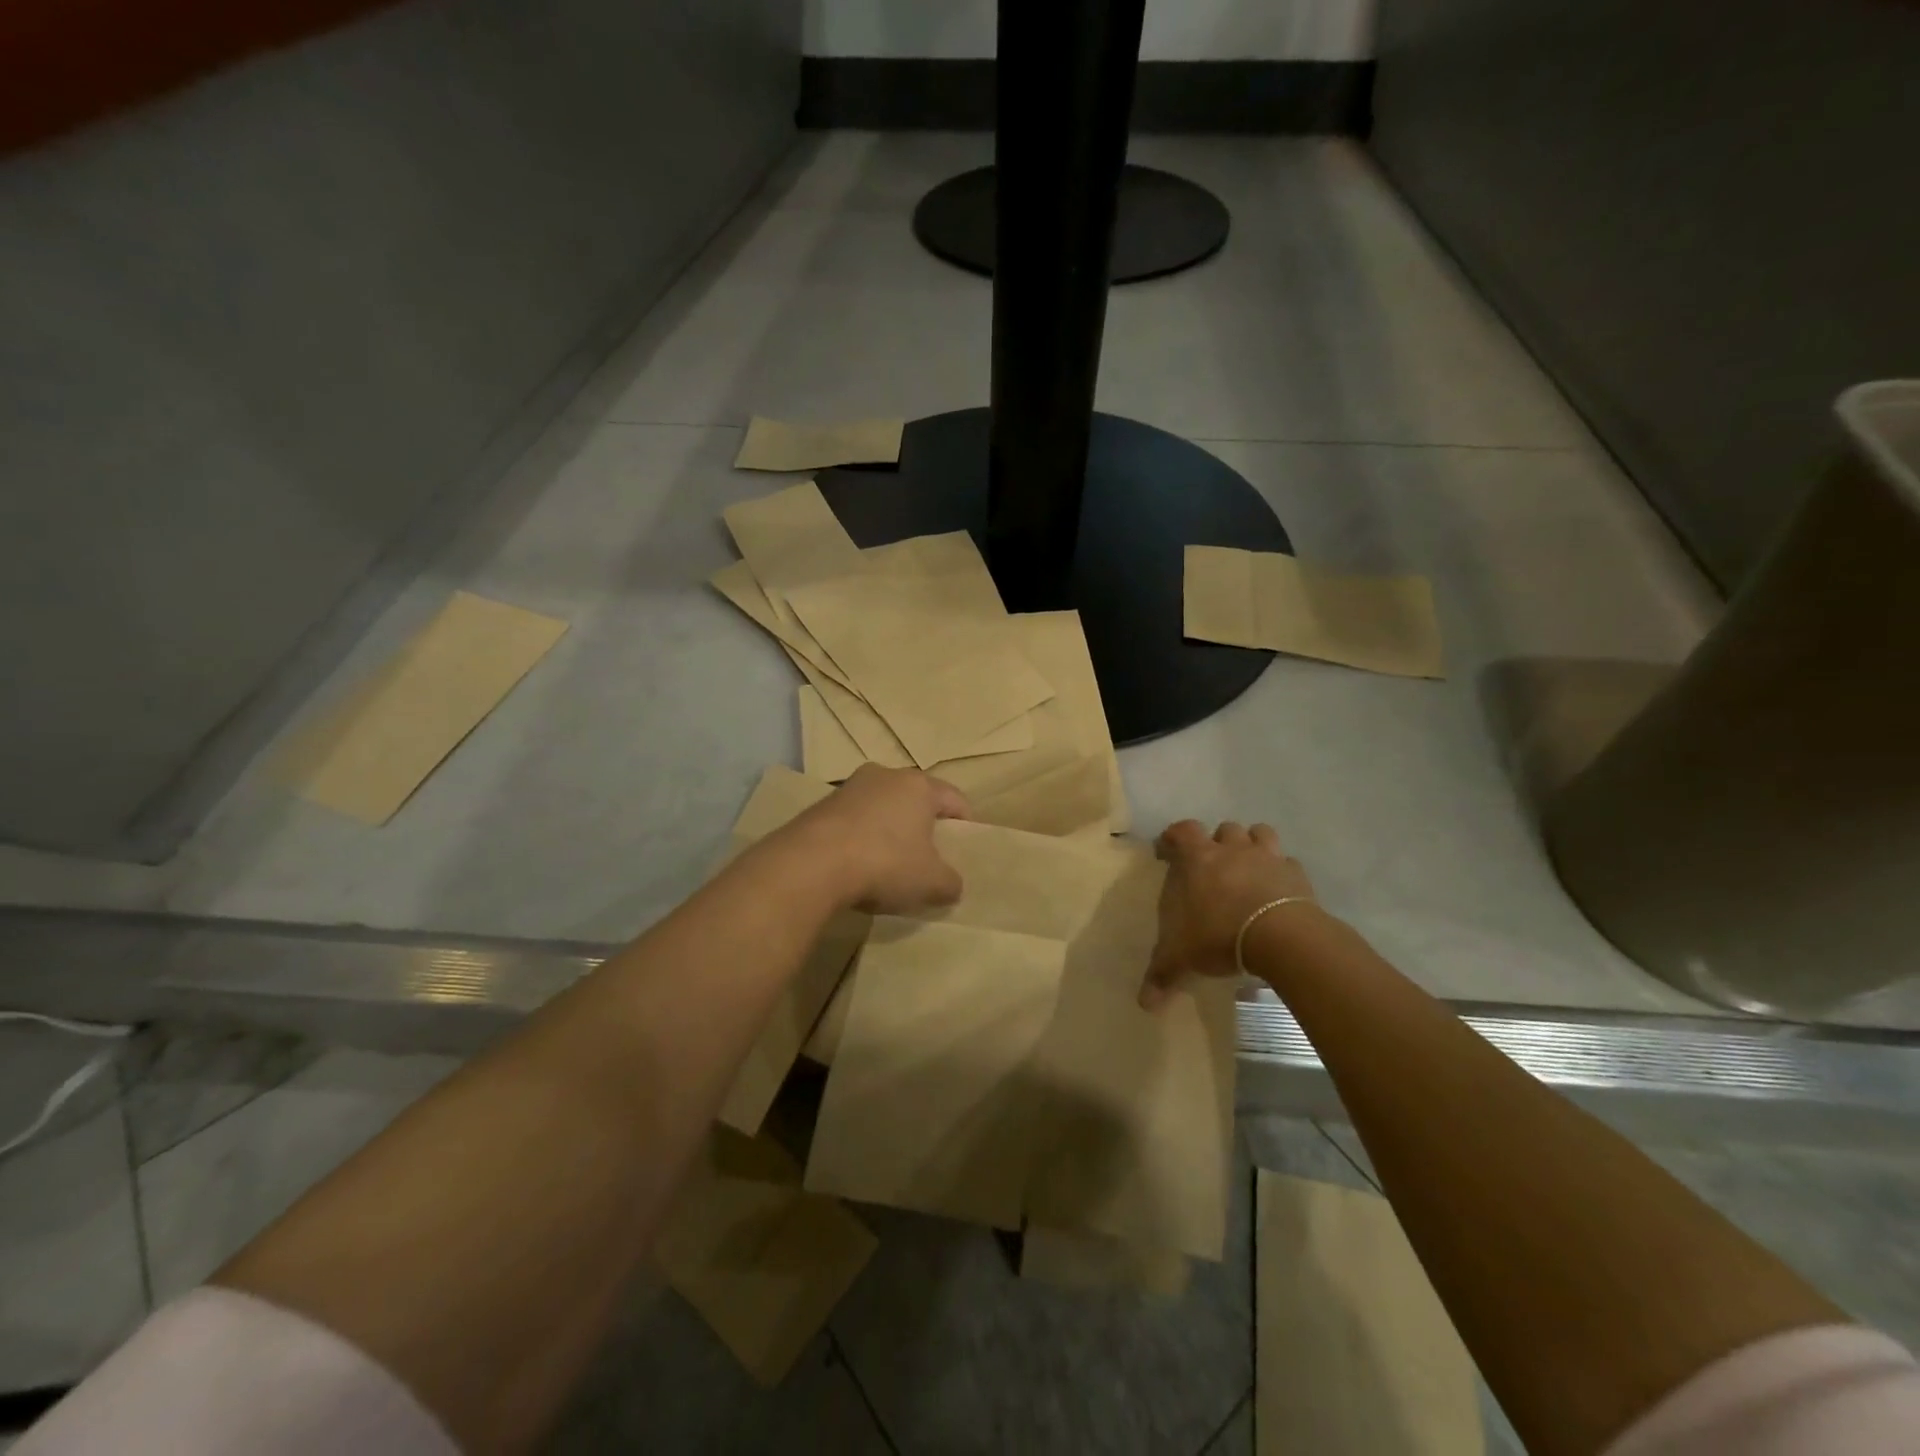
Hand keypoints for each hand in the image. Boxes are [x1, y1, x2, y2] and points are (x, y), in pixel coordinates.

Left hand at [783, 765, 970, 913]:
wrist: (811, 864)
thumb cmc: (885, 863)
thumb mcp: (931, 882)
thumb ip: (950, 882)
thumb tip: (952, 884)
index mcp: (919, 786)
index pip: (954, 798)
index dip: (965, 822)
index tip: (965, 846)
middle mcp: (886, 776)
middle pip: (915, 798)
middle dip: (924, 823)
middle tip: (929, 854)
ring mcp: (849, 787)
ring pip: (882, 806)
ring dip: (889, 828)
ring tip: (890, 860)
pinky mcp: (820, 805)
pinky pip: (853, 819)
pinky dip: (861, 837)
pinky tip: (858, 864)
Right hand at [1140, 819, 1319, 1009]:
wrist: (1282, 938)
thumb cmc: (1220, 935)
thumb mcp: (1182, 957)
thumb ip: (1162, 974)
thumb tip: (1144, 1004)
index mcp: (1199, 858)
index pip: (1182, 830)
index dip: (1173, 836)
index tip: (1167, 850)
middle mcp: (1233, 849)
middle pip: (1224, 829)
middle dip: (1218, 841)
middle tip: (1213, 863)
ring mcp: (1268, 858)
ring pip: (1260, 833)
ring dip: (1253, 844)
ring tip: (1249, 866)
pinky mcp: (1296, 875)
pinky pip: (1288, 863)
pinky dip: (1282, 872)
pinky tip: (1278, 889)